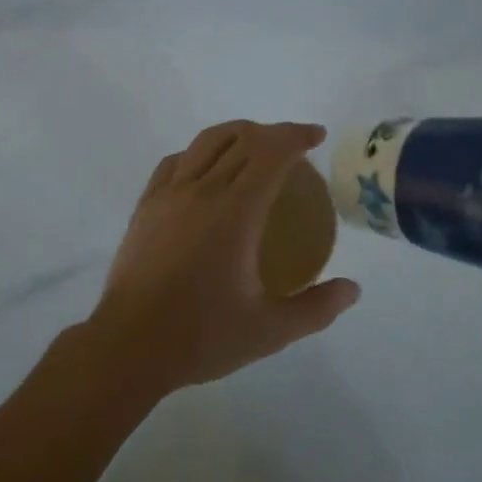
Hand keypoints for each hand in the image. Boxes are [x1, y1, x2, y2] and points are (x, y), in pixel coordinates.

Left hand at [86, 120, 361, 397]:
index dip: (296, 136)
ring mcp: (168, 195)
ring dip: (237, 135)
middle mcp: (201, 190)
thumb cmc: (201, 336)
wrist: (128, 347)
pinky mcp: (145, 206)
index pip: (270, 152)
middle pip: (241, 139)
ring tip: (254, 149)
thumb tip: (353, 289)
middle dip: (273, 133)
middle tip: (295, 148)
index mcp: (235, 211)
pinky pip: (175, 162)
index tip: (316, 137)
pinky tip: (205, 172)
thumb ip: (316, 308)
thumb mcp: (270, 331)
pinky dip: (199, 153)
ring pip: (205, 142)